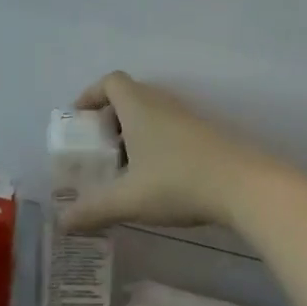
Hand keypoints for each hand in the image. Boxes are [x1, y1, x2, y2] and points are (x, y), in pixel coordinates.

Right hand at [62, 72, 291, 233]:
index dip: (91, 95)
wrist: (243, 185)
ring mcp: (187, 118)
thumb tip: (63, 223)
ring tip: (124, 169)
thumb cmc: (177, 181)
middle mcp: (162, 103)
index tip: (79, 120)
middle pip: (130, 97)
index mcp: (139, 106)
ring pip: (152, 115)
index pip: (110, 82)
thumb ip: (93, 210)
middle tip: (98, 150)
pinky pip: (170, 129)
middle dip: (110, 120)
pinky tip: (155, 178)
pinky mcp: (205, 135)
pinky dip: (155, 145)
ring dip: (134, 134)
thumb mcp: (129, 199)